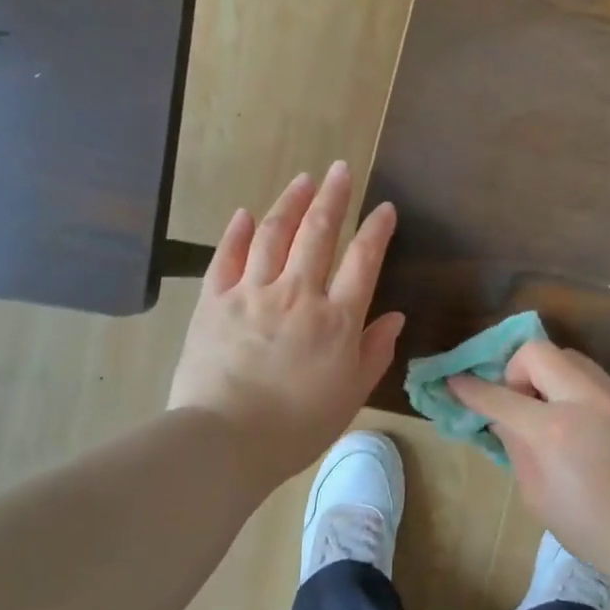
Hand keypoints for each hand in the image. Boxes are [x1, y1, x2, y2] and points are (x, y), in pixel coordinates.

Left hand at [168, 163, 403, 488]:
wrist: (226, 440)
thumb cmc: (297, 426)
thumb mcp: (351, 395)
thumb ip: (374, 351)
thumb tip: (395, 317)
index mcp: (336, 319)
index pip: (362, 260)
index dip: (376, 230)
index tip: (384, 207)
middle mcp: (297, 294)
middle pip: (318, 233)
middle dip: (333, 197)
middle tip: (341, 169)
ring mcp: (252, 293)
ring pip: (273, 234)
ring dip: (290, 203)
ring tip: (303, 179)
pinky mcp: (214, 302)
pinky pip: (227, 257)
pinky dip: (237, 232)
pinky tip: (246, 214)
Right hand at [448, 340, 609, 573]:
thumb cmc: (589, 528)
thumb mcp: (536, 494)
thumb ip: (515, 446)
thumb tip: (501, 418)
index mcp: (553, 430)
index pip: (499, 397)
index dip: (470, 389)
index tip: (455, 382)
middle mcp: (585, 400)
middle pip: (537, 351)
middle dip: (516, 370)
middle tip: (519, 404)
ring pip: (569, 357)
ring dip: (548, 375)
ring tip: (550, 412)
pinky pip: (593, 377)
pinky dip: (573, 388)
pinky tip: (579, 423)